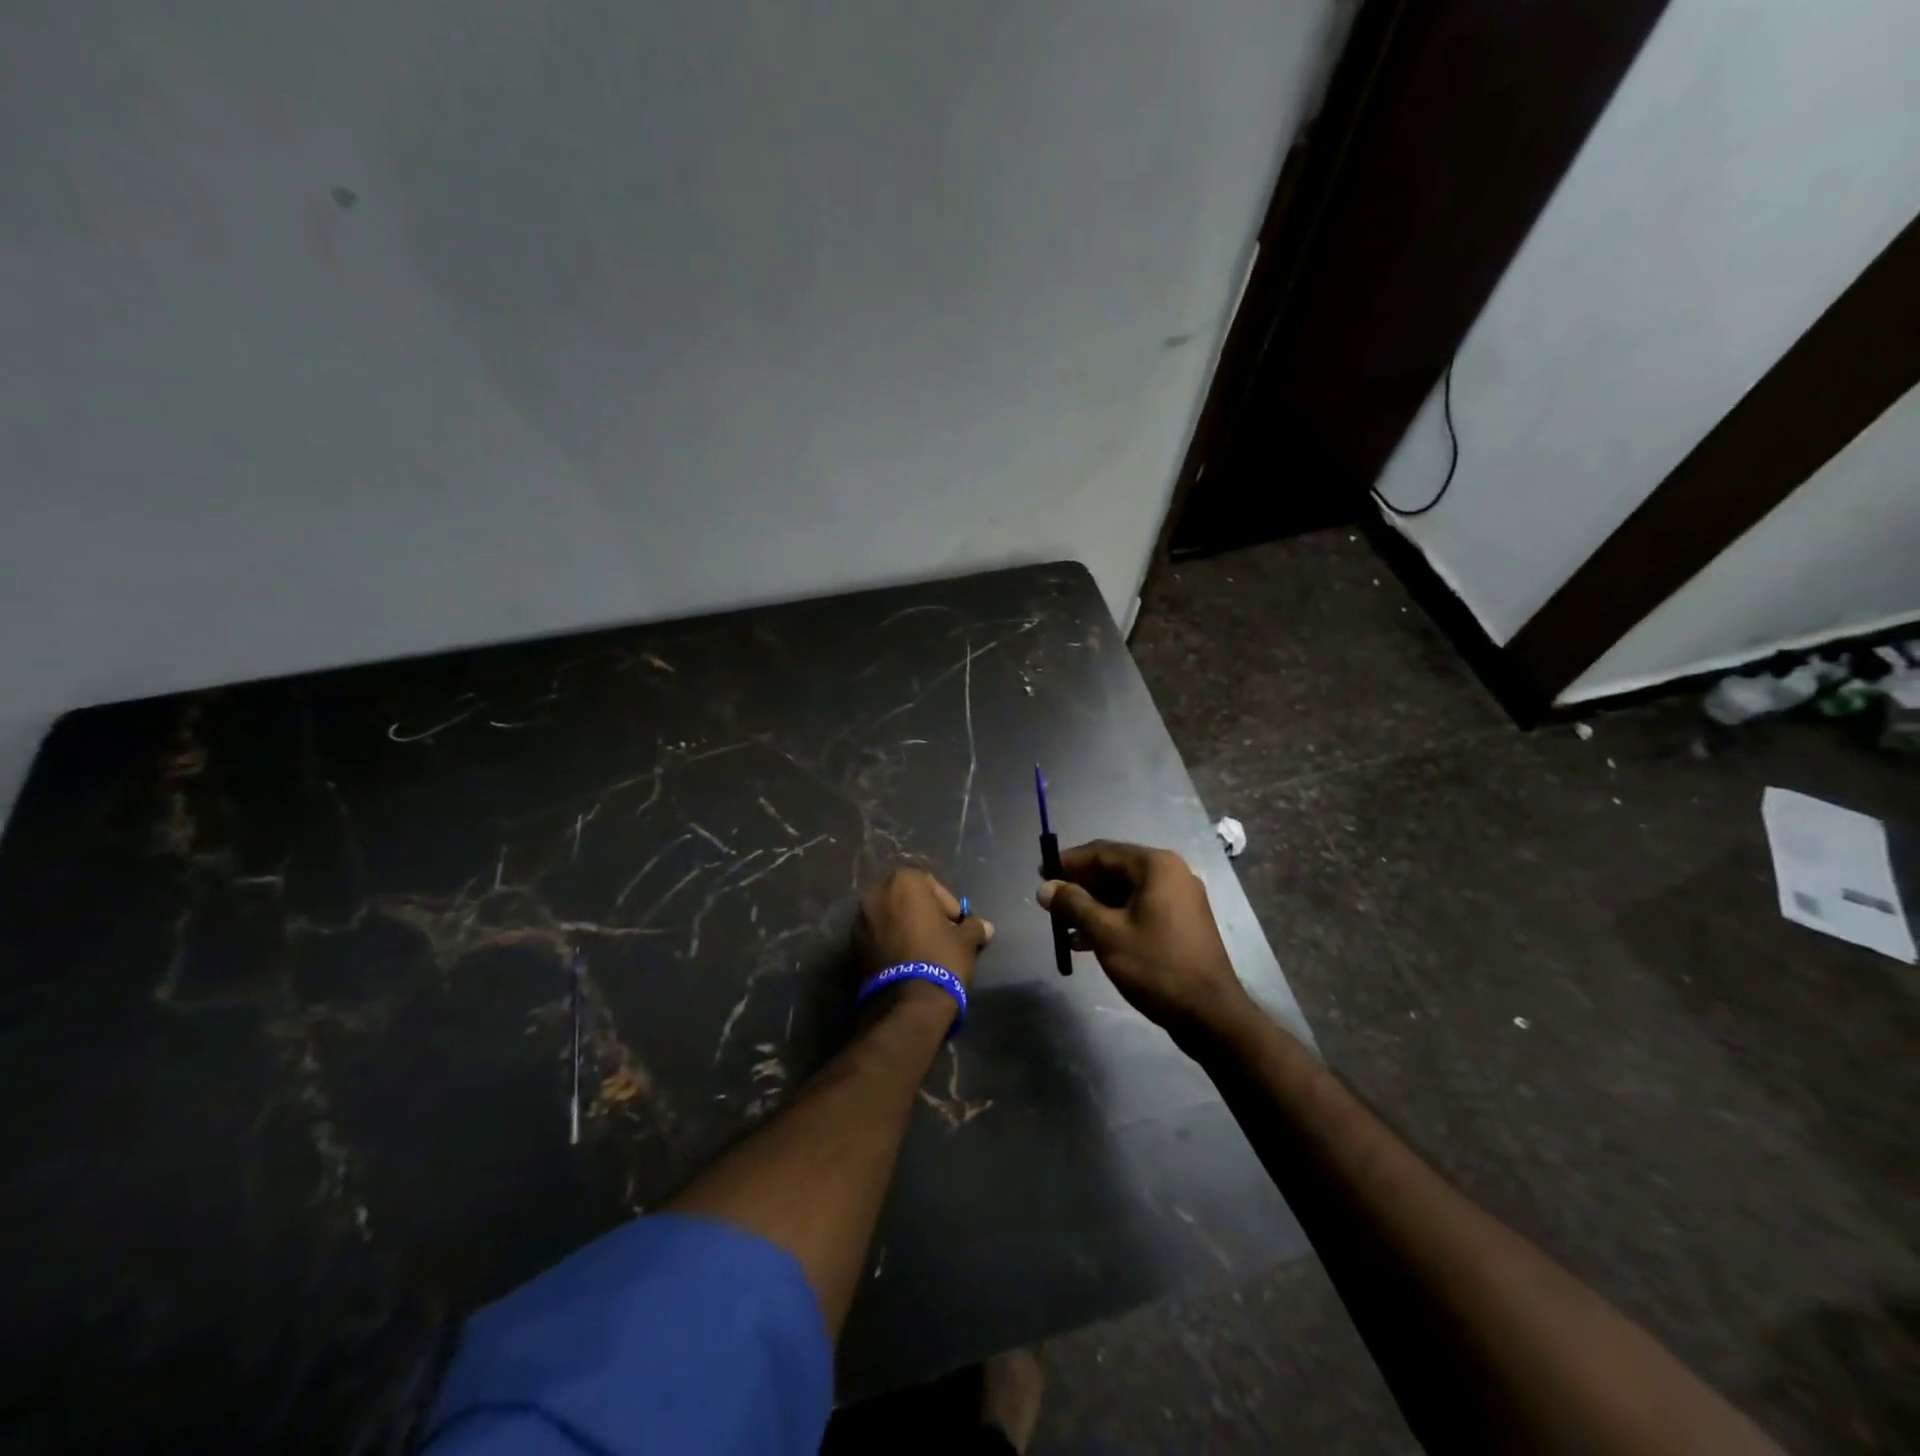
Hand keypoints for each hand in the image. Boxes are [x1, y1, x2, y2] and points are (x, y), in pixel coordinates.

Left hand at [854, 868, 993, 989]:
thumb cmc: (940, 959)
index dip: (947, 906)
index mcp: (903, 882)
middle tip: (941, 936)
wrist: (906, 1004)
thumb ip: (974, 927)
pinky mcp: (852, 947)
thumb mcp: (965, 941)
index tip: (957, 927)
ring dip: (905, 928)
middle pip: (906, 899)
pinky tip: (906, 963)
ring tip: (923, 952)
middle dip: (923, 914)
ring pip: (890, 918)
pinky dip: (890, 943)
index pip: (931, 885)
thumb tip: (985, 927)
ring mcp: (859, 921)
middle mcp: (875, 894)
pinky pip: (877, 937)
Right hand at [1038, 841, 1248, 1033]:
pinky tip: (1086, 941)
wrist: (1210, 1015)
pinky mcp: (1181, 922)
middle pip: (1114, 870)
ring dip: (1093, 906)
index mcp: (1156, 866)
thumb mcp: (1107, 933)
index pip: (1102, 852)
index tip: (1041, 873)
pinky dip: (1113, 919)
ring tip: (1063, 926)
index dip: (1068, 862)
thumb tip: (1045, 888)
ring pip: (1125, 892)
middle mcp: (1171, 873)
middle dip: (1080, 886)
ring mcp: (1179, 898)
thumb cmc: (1156, 967)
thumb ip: (1073, 905)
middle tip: (1050, 902)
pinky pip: (1138, 909)